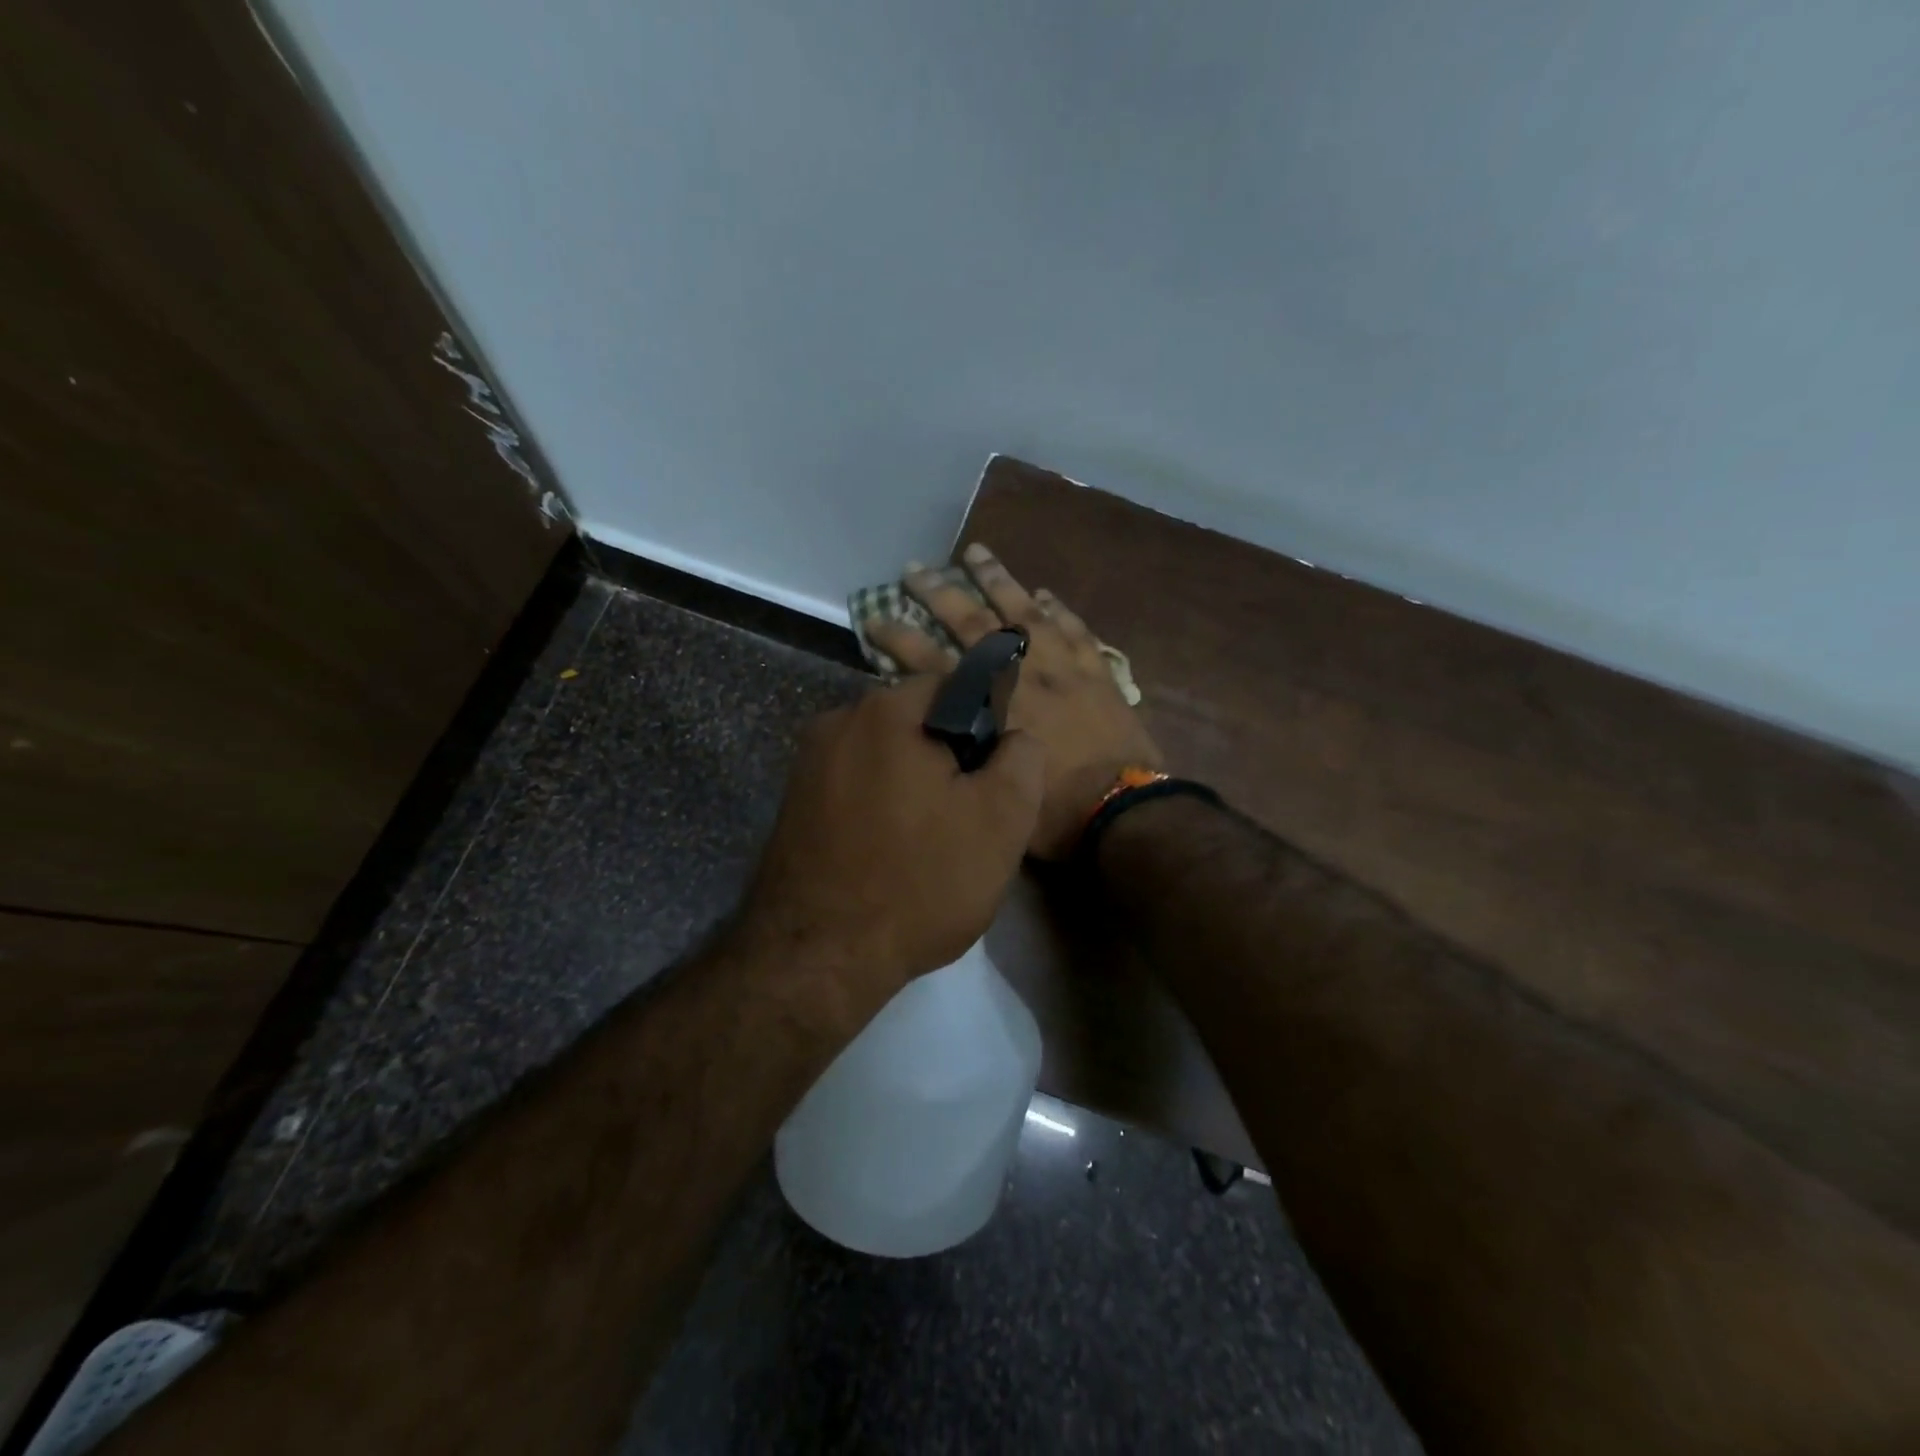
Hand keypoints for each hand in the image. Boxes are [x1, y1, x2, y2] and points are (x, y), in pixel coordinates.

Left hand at [739, 675, 1044, 1000]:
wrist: (817, 958)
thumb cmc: (919, 882)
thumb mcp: (1001, 821)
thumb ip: (1022, 760)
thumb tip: (1013, 738)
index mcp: (887, 711)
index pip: (953, 686)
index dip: (985, 727)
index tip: (991, 779)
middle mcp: (838, 721)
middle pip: (914, 722)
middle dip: (946, 758)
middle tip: (965, 817)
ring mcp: (807, 763)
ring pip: (883, 756)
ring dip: (912, 785)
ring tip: (927, 843)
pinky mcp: (792, 802)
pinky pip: (853, 785)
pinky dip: (877, 806)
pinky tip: (887, 853)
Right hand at [866, 543, 1162, 858]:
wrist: (1123, 809)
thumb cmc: (1053, 812)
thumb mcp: (991, 785)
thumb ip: (965, 749)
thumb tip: (944, 729)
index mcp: (990, 706)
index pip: (933, 663)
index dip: (900, 640)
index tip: (876, 617)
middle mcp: (1021, 674)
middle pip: (973, 624)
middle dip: (939, 594)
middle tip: (915, 568)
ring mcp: (1062, 666)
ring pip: (1025, 611)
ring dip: (998, 580)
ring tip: (977, 552)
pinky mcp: (1096, 671)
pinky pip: (1074, 628)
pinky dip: (1058, 609)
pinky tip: (1044, 593)